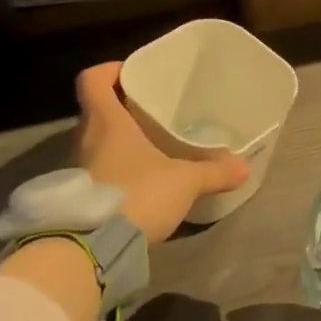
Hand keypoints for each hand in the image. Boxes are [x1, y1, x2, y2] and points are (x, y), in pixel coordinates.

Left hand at [75, 63, 248, 242]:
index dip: (109, 70)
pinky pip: (96, 173)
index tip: (133, 74)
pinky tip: (139, 185)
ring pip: (96, 144)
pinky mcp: (77, 198)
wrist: (91, 250)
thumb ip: (214, 172)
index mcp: (106, 122)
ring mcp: (76, 170)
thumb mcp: (184, 182)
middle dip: (122, 110)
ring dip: (118, 144)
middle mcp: (84, 140)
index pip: (92, 80)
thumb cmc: (136, 195)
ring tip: (151, 150)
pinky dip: (115, 172)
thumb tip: (244, 166)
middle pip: (97, 112)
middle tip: (152, 114)